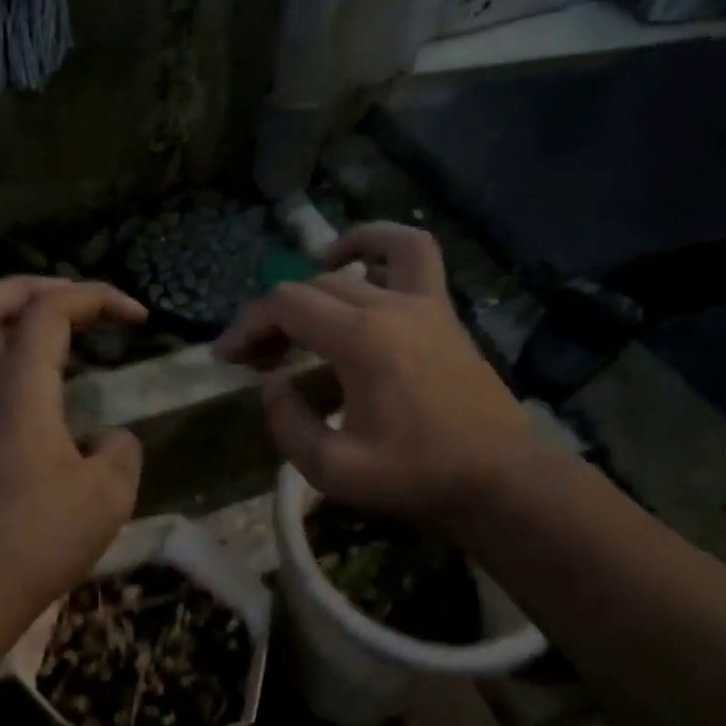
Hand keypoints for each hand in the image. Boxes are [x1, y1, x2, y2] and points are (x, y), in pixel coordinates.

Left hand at [0, 277, 147, 619]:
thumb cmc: (42, 539)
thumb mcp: (109, 494)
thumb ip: (121, 449)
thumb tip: (109, 438)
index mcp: (20, 392)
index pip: (49, 311)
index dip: (97, 298)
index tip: (139, 319)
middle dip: (33, 286)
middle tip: (77, 297)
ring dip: (16, 314)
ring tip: (64, 324)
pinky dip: (13, 349)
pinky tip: (49, 376)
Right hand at [215, 223, 529, 535]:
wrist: (499, 479)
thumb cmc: (416, 476)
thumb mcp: (333, 469)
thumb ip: (287, 424)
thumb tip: (271, 386)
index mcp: (361, 341)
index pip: (285, 305)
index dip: (246, 325)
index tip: (227, 357)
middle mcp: (391, 306)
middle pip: (312, 286)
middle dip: (272, 316)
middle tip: (257, 358)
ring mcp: (424, 302)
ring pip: (359, 261)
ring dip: (317, 273)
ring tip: (296, 303)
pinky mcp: (443, 312)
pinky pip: (413, 255)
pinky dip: (380, 246)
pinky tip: (359, 267)